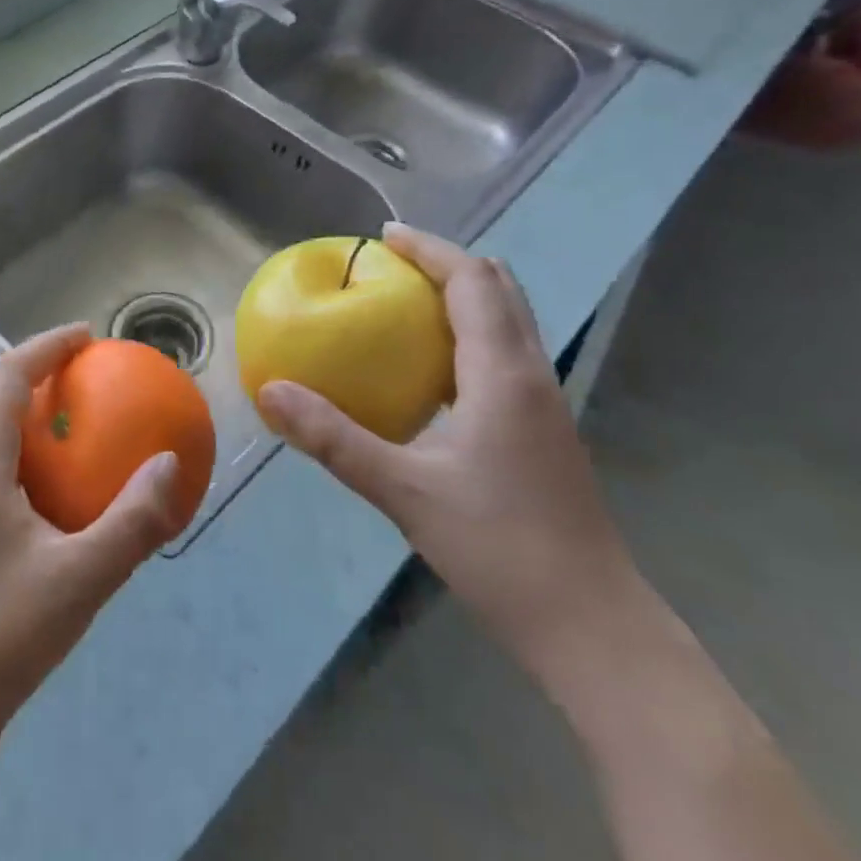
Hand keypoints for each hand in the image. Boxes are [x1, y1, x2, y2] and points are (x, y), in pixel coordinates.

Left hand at [0, 324, 188, 735]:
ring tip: (67, 404)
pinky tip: (46, 471)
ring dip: (18, 398)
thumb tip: (171, 463)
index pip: (5, 377)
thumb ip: (132, 519)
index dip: (45, 347)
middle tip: (82, 363)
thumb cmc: (0, 637)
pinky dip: (14, 435)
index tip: (87, 336)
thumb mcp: (81, 579)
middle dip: (32, 364)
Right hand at [257, 223, 637, 670]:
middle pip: (498, 290)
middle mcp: (531, 374)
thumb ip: (333, 438)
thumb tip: (270, 392)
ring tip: (405, 304)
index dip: (429, 249)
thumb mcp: (403, 490)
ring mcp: (544, 404)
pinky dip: (468, 337)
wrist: (590, 625)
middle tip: (391, 264)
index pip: (471, 281)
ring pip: (507, 322)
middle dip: (446, 264)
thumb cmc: (499, 547)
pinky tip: (430, 373)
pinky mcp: (543, 432)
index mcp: (502, 373)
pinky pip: (504, 356)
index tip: (383, 235)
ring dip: (462, 298)